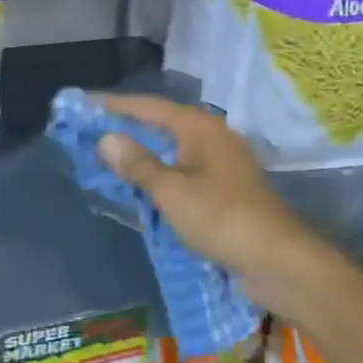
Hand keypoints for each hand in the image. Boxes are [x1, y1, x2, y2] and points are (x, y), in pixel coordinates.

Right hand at [95, 93, 320, 313]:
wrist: (276, 259)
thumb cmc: (220, 217)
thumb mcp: (171, 191)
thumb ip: (138, 164)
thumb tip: (106, 138)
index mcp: (200, 128)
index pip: (150, 107)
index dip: (116, 105)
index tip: (86, 104)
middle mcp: (213, 137)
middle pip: (163, 123)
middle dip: (129, 126)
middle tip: (93, 129)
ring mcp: (223, 162)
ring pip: (174, 148)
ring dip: (145, 150)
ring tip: (112, 154)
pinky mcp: (227, 187)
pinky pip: (184, 169)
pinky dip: (161, 171)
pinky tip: (145, 183)